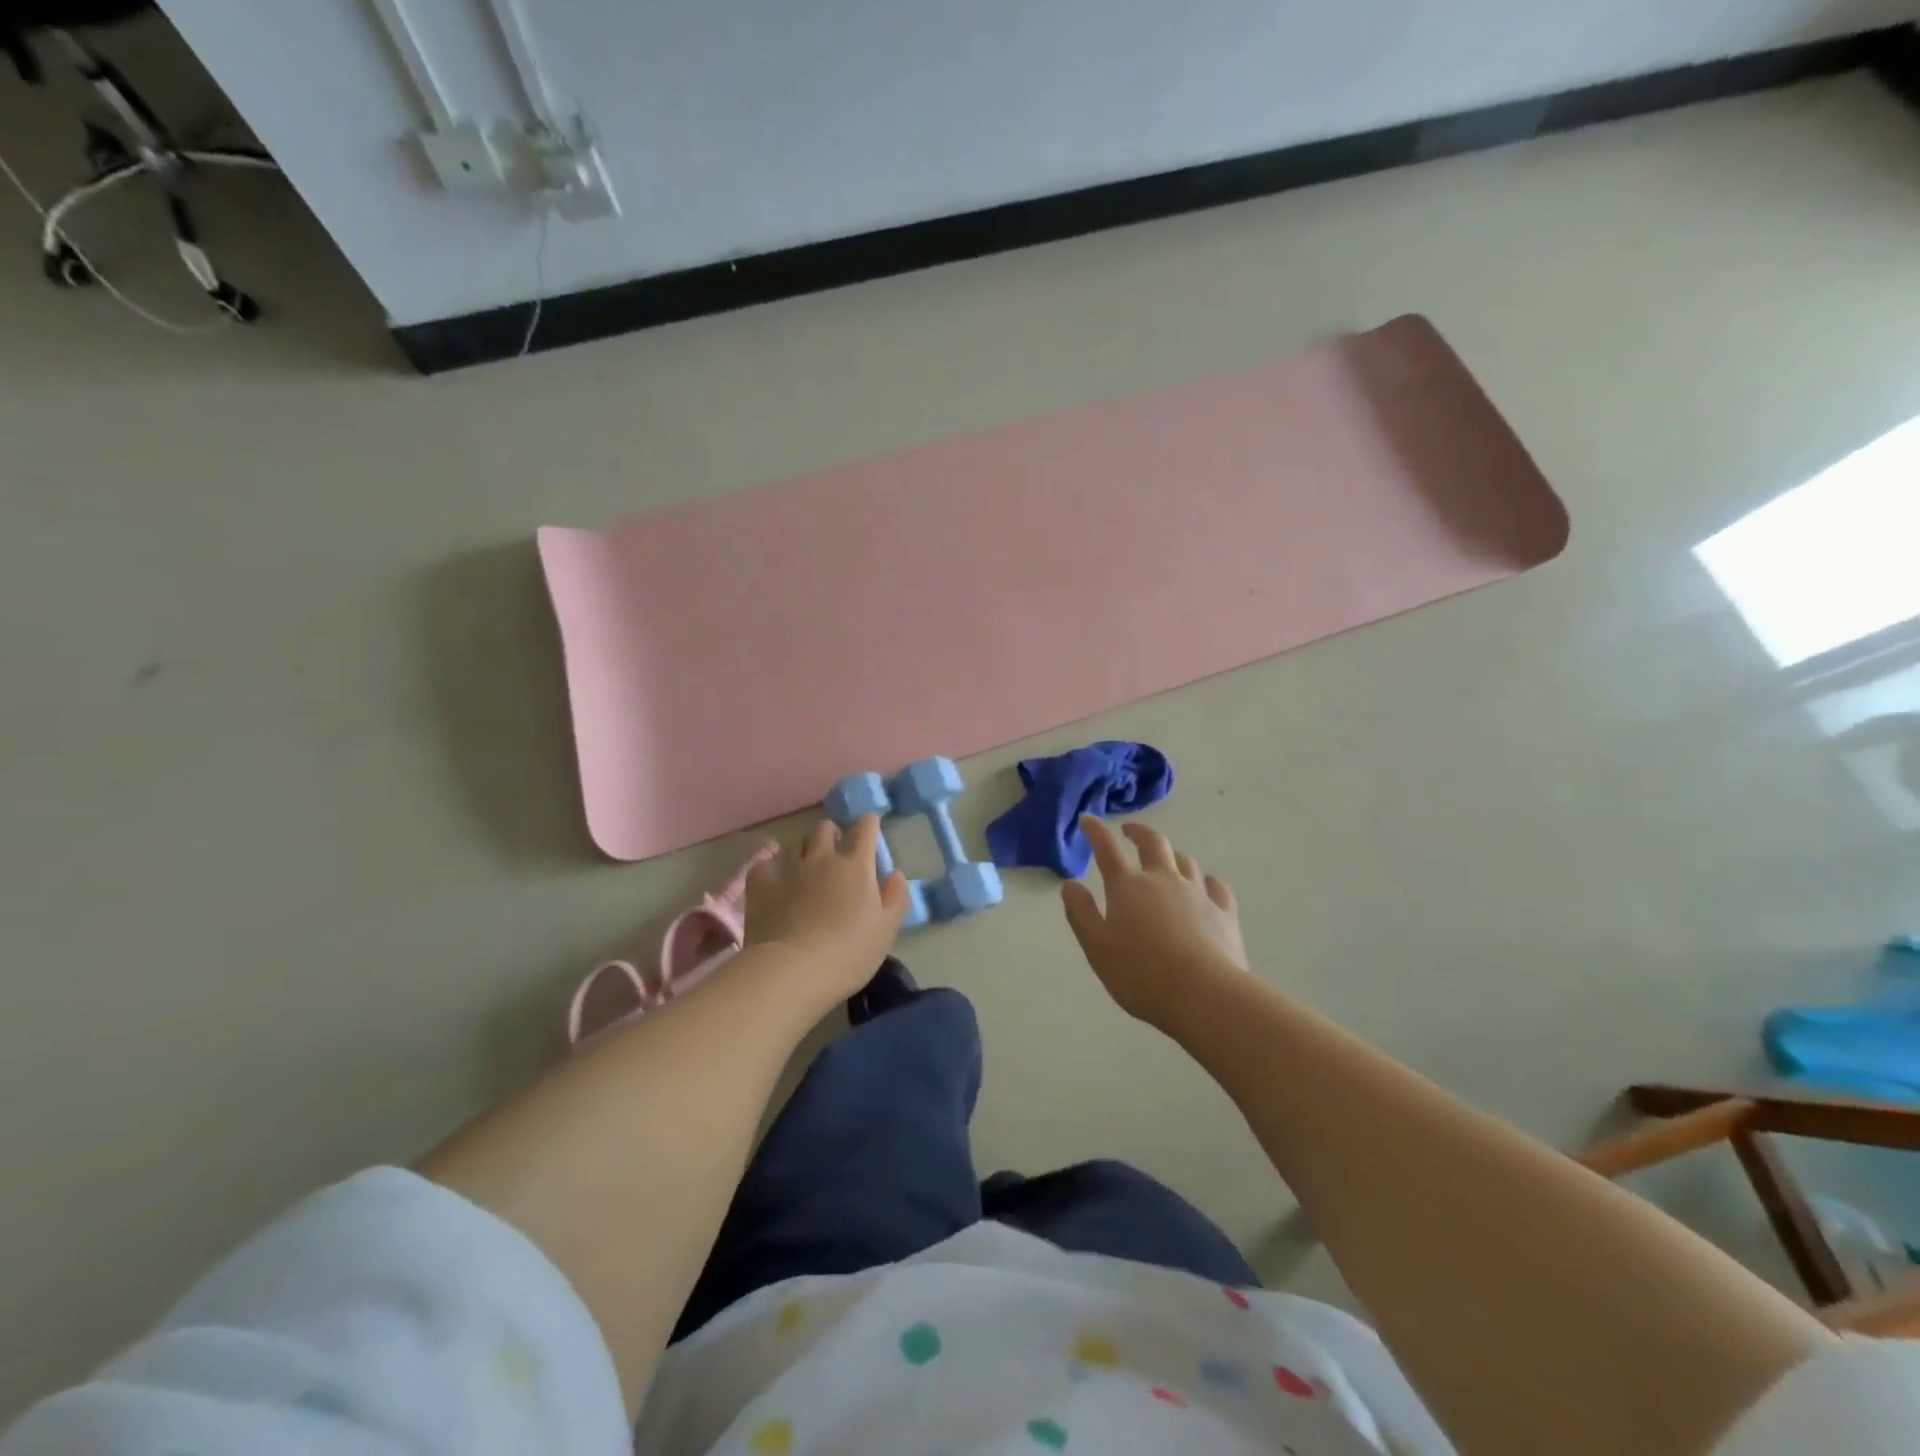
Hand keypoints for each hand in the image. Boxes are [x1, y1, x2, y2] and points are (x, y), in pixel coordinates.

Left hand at [744, 816, 908, 1003]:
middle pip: (825, 828)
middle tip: (836, 852)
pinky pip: (767, 863)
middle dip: (833, 834)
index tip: (870, 827)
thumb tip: (895, 873)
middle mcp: (822, 857)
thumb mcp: (886, 930)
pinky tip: (775, 881)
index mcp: (855, 866)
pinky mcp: (760, 883)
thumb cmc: (848, 953)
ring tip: (806, 868)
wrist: (791, 971)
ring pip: (796, 843)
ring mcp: (788, 867)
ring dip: (804, 850)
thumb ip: (896, 898)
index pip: (865, 829)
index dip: (869, 824)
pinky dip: (773, 868)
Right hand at [1061, 816, 1246, 1029]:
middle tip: (1129, 831)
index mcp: (1128, 887)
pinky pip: (1216, 886)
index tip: (1088, 820)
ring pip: (1185, 861)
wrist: (1204, 995)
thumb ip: (1082, 914)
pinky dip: (1207, 881)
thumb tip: (1070, 885)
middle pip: (1152, 843)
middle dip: (1138, 832)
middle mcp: (1163, 880)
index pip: (1107, 849)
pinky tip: (1206, 886)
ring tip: (1166, 860)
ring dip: (1172, 855)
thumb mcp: (1097, 948)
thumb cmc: (1141, 974)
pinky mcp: (1224, 912)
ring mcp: (1197, 893)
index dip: (1096, 831)